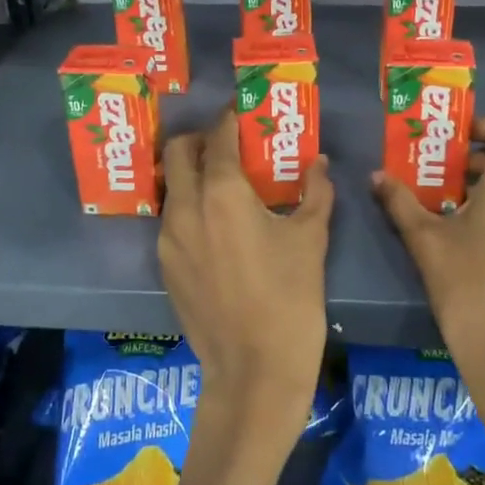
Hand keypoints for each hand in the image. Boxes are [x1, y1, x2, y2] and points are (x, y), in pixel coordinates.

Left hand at [159, 109, 332, 449]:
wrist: (254, 372)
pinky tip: (216, 223)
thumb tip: (319, 162)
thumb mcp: (311, 240)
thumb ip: (315, 192)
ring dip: (191, 172)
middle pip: (178, 152)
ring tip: (224, 182)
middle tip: (229, 144)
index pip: (218, 137)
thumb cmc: (290, 300)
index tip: (244, 112)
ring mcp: (169, 239)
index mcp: (222, 194)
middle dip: (200, 139)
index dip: (230, 118)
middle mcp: (186, 208)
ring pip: (171, 186)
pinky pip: (171, 219)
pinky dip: (188, 205)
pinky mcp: (165, 266)